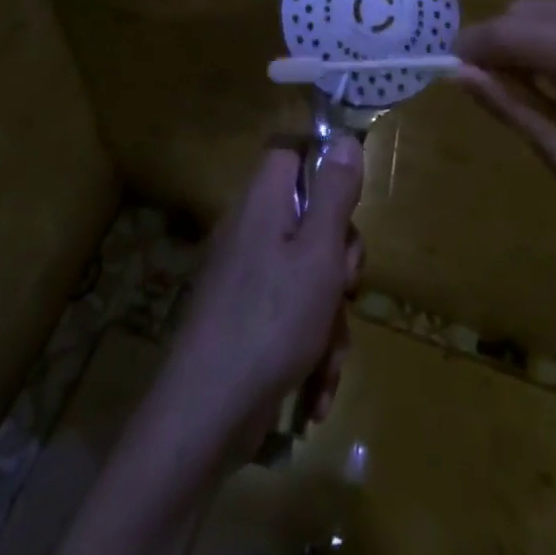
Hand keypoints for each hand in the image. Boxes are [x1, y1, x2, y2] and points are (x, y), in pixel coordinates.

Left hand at [150, 140, 365, 469]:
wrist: (204, 416)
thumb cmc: (271, 321)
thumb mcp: (318, 252)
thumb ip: (335, 194)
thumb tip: (344, 138)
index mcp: (264, 203)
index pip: (291, 153)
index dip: (324, 166)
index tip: (350, 205)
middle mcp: (251, 231)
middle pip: (309, 219)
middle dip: (339, 260)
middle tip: (345, 287)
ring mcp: (245, 277)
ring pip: (307, 275)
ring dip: (329, 319)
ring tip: (329, 360)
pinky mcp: (244, 320)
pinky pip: (289, 315)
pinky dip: (308, 349)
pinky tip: (315, 394)